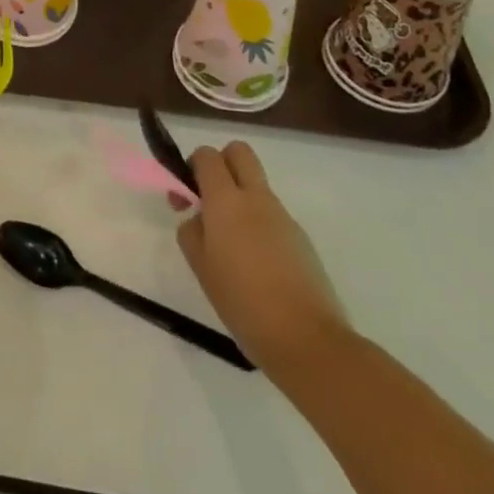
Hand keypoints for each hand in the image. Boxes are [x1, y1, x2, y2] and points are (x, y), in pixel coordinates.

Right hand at [176, 141, 349, 377]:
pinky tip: (258, 266)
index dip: (192, 166)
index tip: (186, 196)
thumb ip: (191, 232)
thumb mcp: (201, 267)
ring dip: (240, 198)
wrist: (307, 340)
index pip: (207, 155)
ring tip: (232, 246)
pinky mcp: (301, 239)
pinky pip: (273, 216)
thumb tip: (199, 219)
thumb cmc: (243, 301)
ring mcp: (283, 217)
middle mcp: (256, 198)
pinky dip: (259, 225)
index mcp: (226, 200)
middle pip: (239, 152)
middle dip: (221, 164)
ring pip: (257, 186)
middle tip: (210, 199)